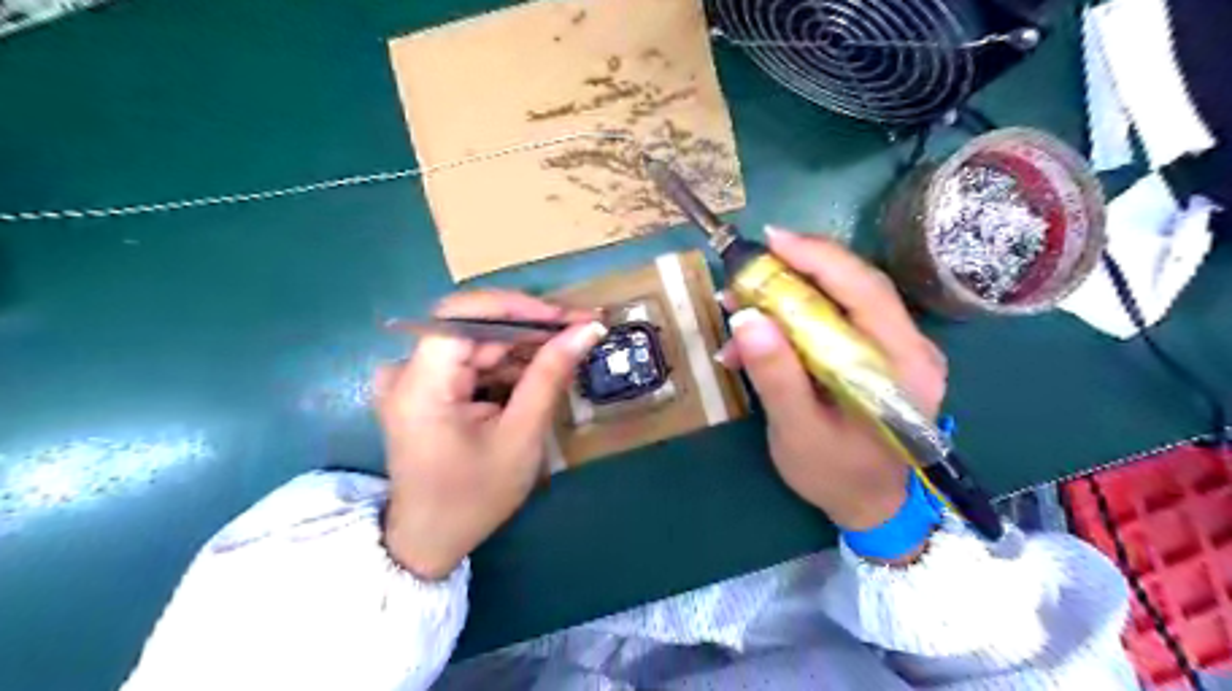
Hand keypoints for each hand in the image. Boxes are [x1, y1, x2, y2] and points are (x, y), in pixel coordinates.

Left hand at [375, 288, 603, 578]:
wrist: (430, 540)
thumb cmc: (474, 496)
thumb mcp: (521, 436)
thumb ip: (550, 375)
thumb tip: (587, 329)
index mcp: (421, 384)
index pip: (464, 315)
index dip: (518, 306)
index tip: (565, 317)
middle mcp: (407, 370)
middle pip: (473, 326)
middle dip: (530, 326)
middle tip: (581, 328)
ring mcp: (413, 378)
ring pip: (477, 341)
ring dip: (523, 345)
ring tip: (570, 348)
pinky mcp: (424, 388)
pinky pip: (471, 361)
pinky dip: (507, 364)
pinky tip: (541, 370)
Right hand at [724, 229, 945, 532]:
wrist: (870, 505)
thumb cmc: (837, 475)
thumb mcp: (798, 431)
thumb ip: (776, 376)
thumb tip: (746, 318)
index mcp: (903, 365)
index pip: (864, 290)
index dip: (818, 258)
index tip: (771, 241)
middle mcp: (909, 347)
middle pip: (854, 286)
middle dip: (796, 271)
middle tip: (745, 270)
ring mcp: (895, 349)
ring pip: (841, 299)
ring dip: (788, 296)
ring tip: (739, 307)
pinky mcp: (876, 355)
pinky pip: (834, 321)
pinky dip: (793, 319)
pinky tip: (758, 337)